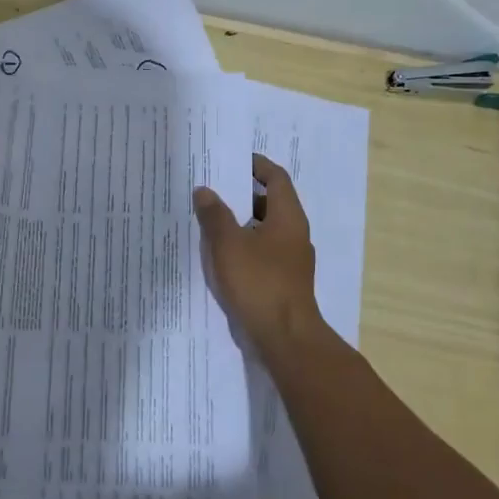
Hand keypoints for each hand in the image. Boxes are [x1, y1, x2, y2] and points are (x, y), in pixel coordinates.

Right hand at [193, 153, 322, 363]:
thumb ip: (214, 215)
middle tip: (214, 187)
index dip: (257, 166)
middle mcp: (294, 234)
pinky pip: (262, 252)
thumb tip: (204, 190)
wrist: (285, 338)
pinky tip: (220, 254)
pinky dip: (243, 246)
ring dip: (240, 222)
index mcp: (288, 217)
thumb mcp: (228, 244)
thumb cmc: (259, 282)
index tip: (234, 160)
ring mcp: (290, 260)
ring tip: (210, 219)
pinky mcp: (282, 282)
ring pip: (264, 230)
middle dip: (243, 194)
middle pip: (270, 203)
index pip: (277, 178)